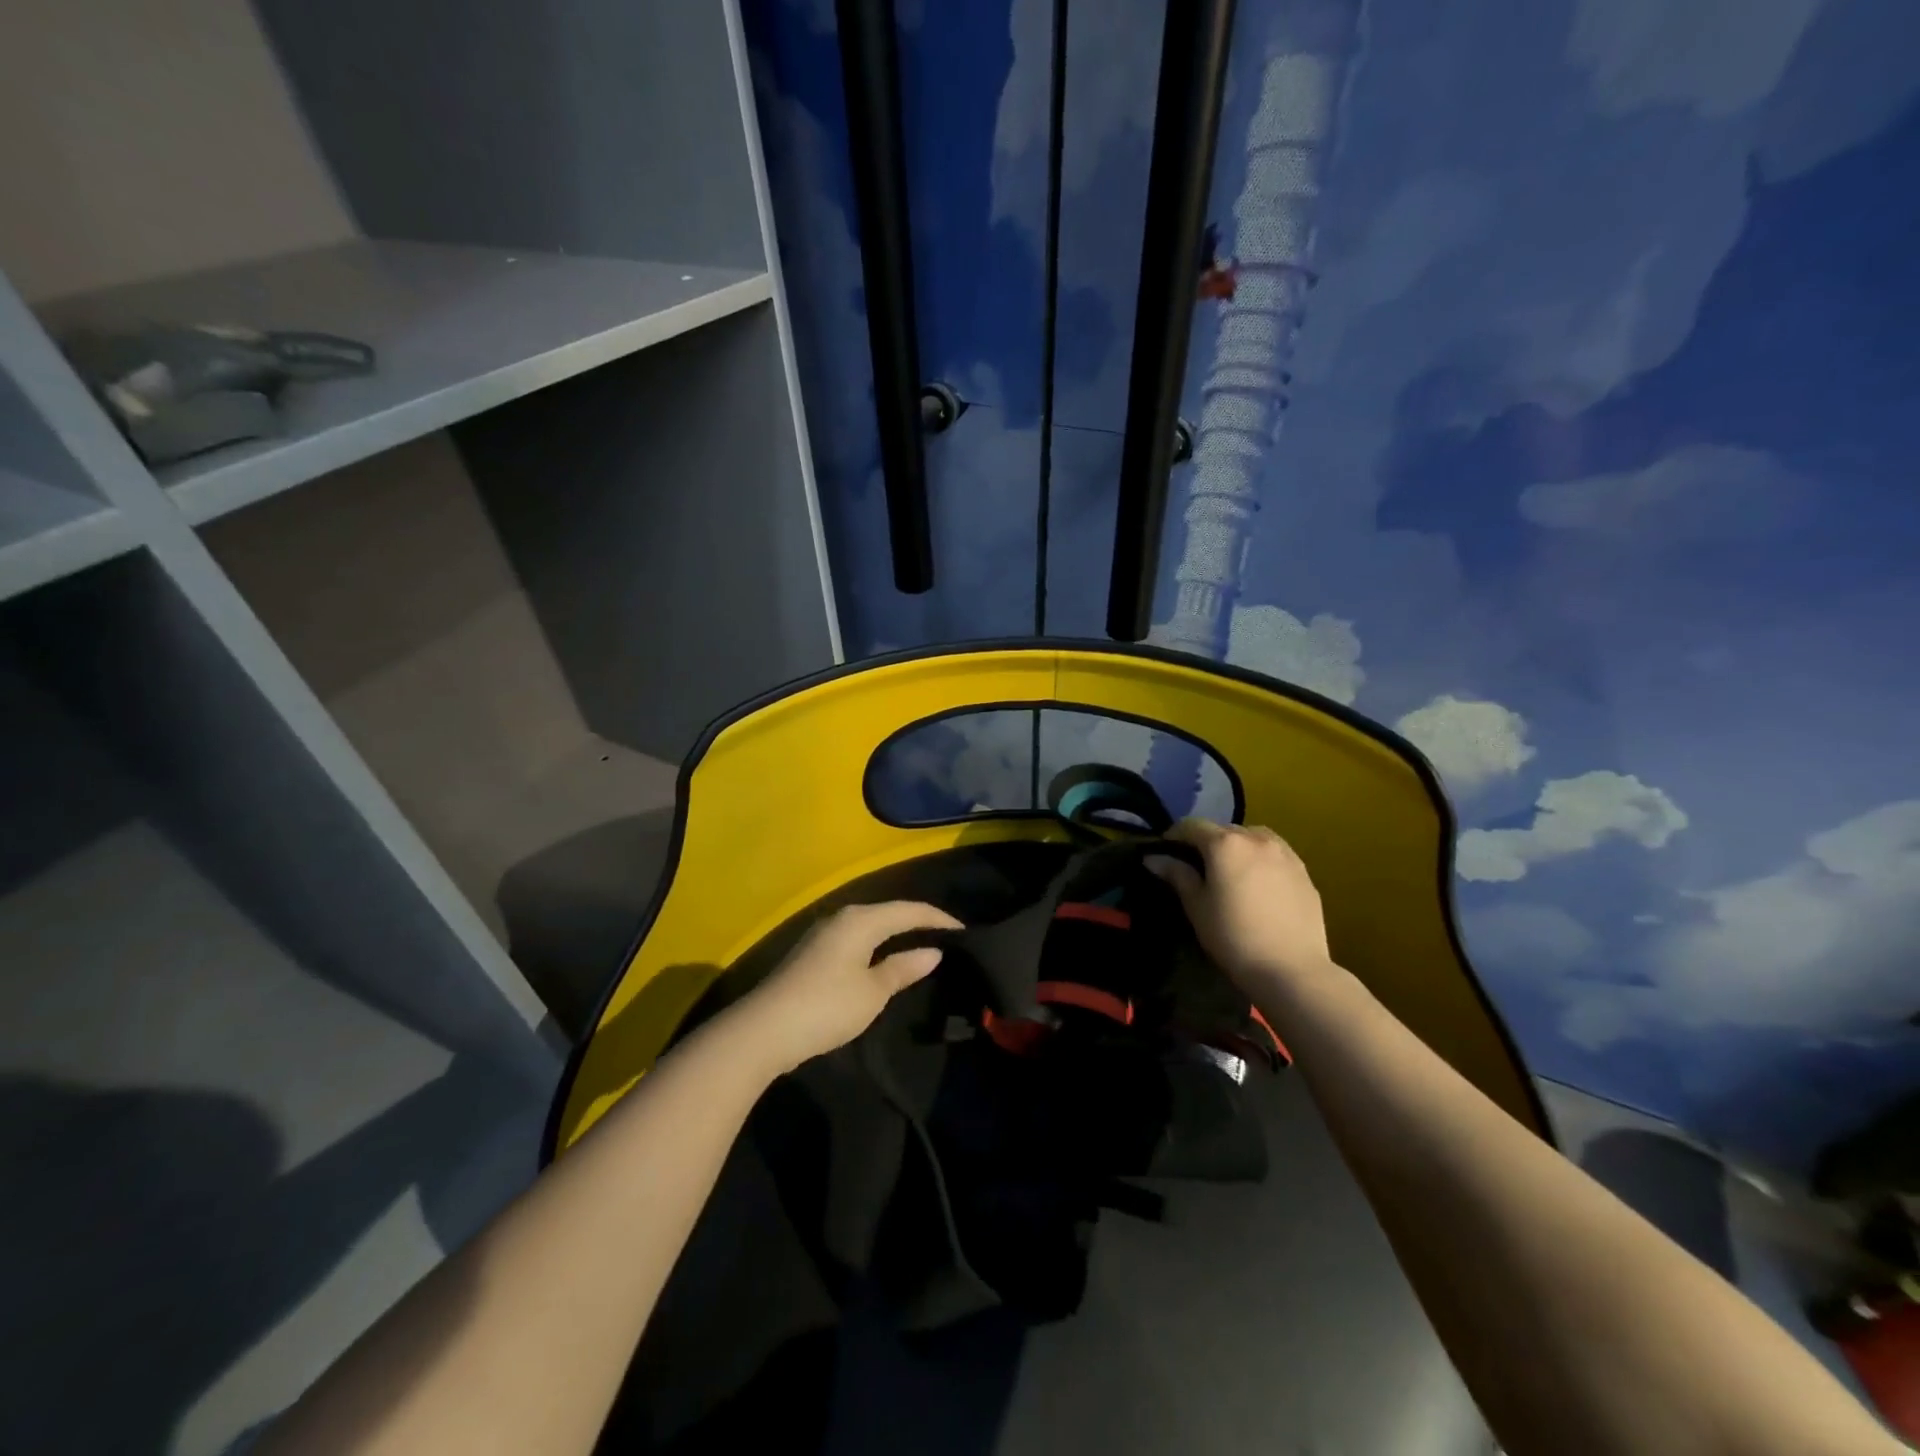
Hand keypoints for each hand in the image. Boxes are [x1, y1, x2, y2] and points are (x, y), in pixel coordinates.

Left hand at [732, 901, 961, 1072]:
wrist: (763, 1030)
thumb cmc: (826, 1007)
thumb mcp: (873, 991)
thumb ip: (903, 968)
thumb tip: (933, 952)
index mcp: (860, 919)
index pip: (908, 910)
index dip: (937, 918)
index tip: (964, 930)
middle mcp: (841, 918)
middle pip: (888, 913)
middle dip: (917, 923)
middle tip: (945, 938)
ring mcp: (823, 934)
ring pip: (870, 926)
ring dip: (895, 935)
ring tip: (921, 947)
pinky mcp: (812, 954)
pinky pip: (856, 940)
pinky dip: (876, 946)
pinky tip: (884, 962)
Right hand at [1148, 819, 1332, 990]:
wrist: (1292, 970)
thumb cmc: (1234, 937)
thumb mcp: (1197, 907)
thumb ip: (1177, 875)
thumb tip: (1154, 858)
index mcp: (1226, 844)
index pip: (1192, 825)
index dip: (1174, 835)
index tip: (1165, 852)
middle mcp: (1256, 839)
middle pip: (1224, 829)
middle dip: (1207, 841)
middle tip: (1197, 866)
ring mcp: (1285, 854)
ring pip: (1253, 837)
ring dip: (1237, 846)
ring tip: (1231, 871)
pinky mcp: (1304, 872)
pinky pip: (1275, 855)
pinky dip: (1261, 860)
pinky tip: (1259, 884)